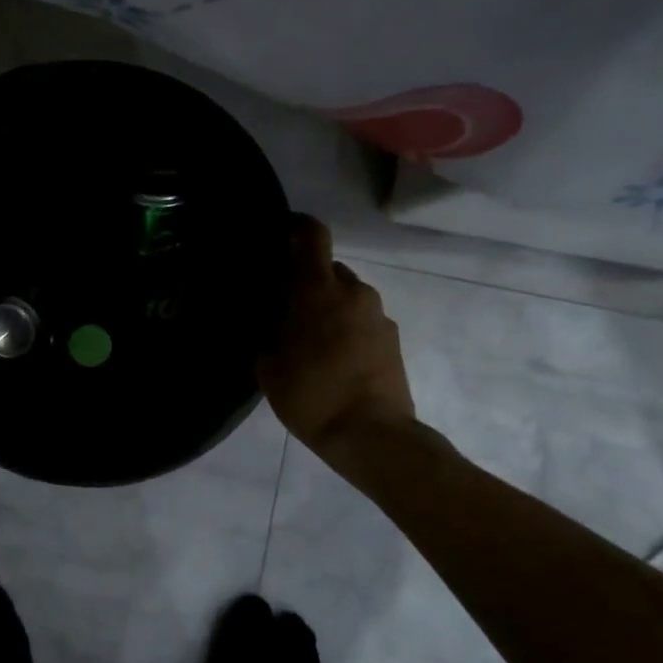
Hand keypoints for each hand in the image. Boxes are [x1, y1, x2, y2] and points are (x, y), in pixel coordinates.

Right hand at [258, 215, 414, 450]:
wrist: (371, 435)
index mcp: (318, 291)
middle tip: (288, 309)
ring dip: (330, 309)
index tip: (282, 234)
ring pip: (348, 298)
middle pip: (329, 271)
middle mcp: (354, 293)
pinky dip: (348, 331)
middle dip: (309, 283)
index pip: (312, 236)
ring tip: (312, 342)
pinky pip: (363, 321)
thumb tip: (273, 323)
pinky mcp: (394, 340)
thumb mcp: (268, 365)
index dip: (297, 227)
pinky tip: (334, 361)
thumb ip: (268, 333)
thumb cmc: (311, 395)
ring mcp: (379, 316)